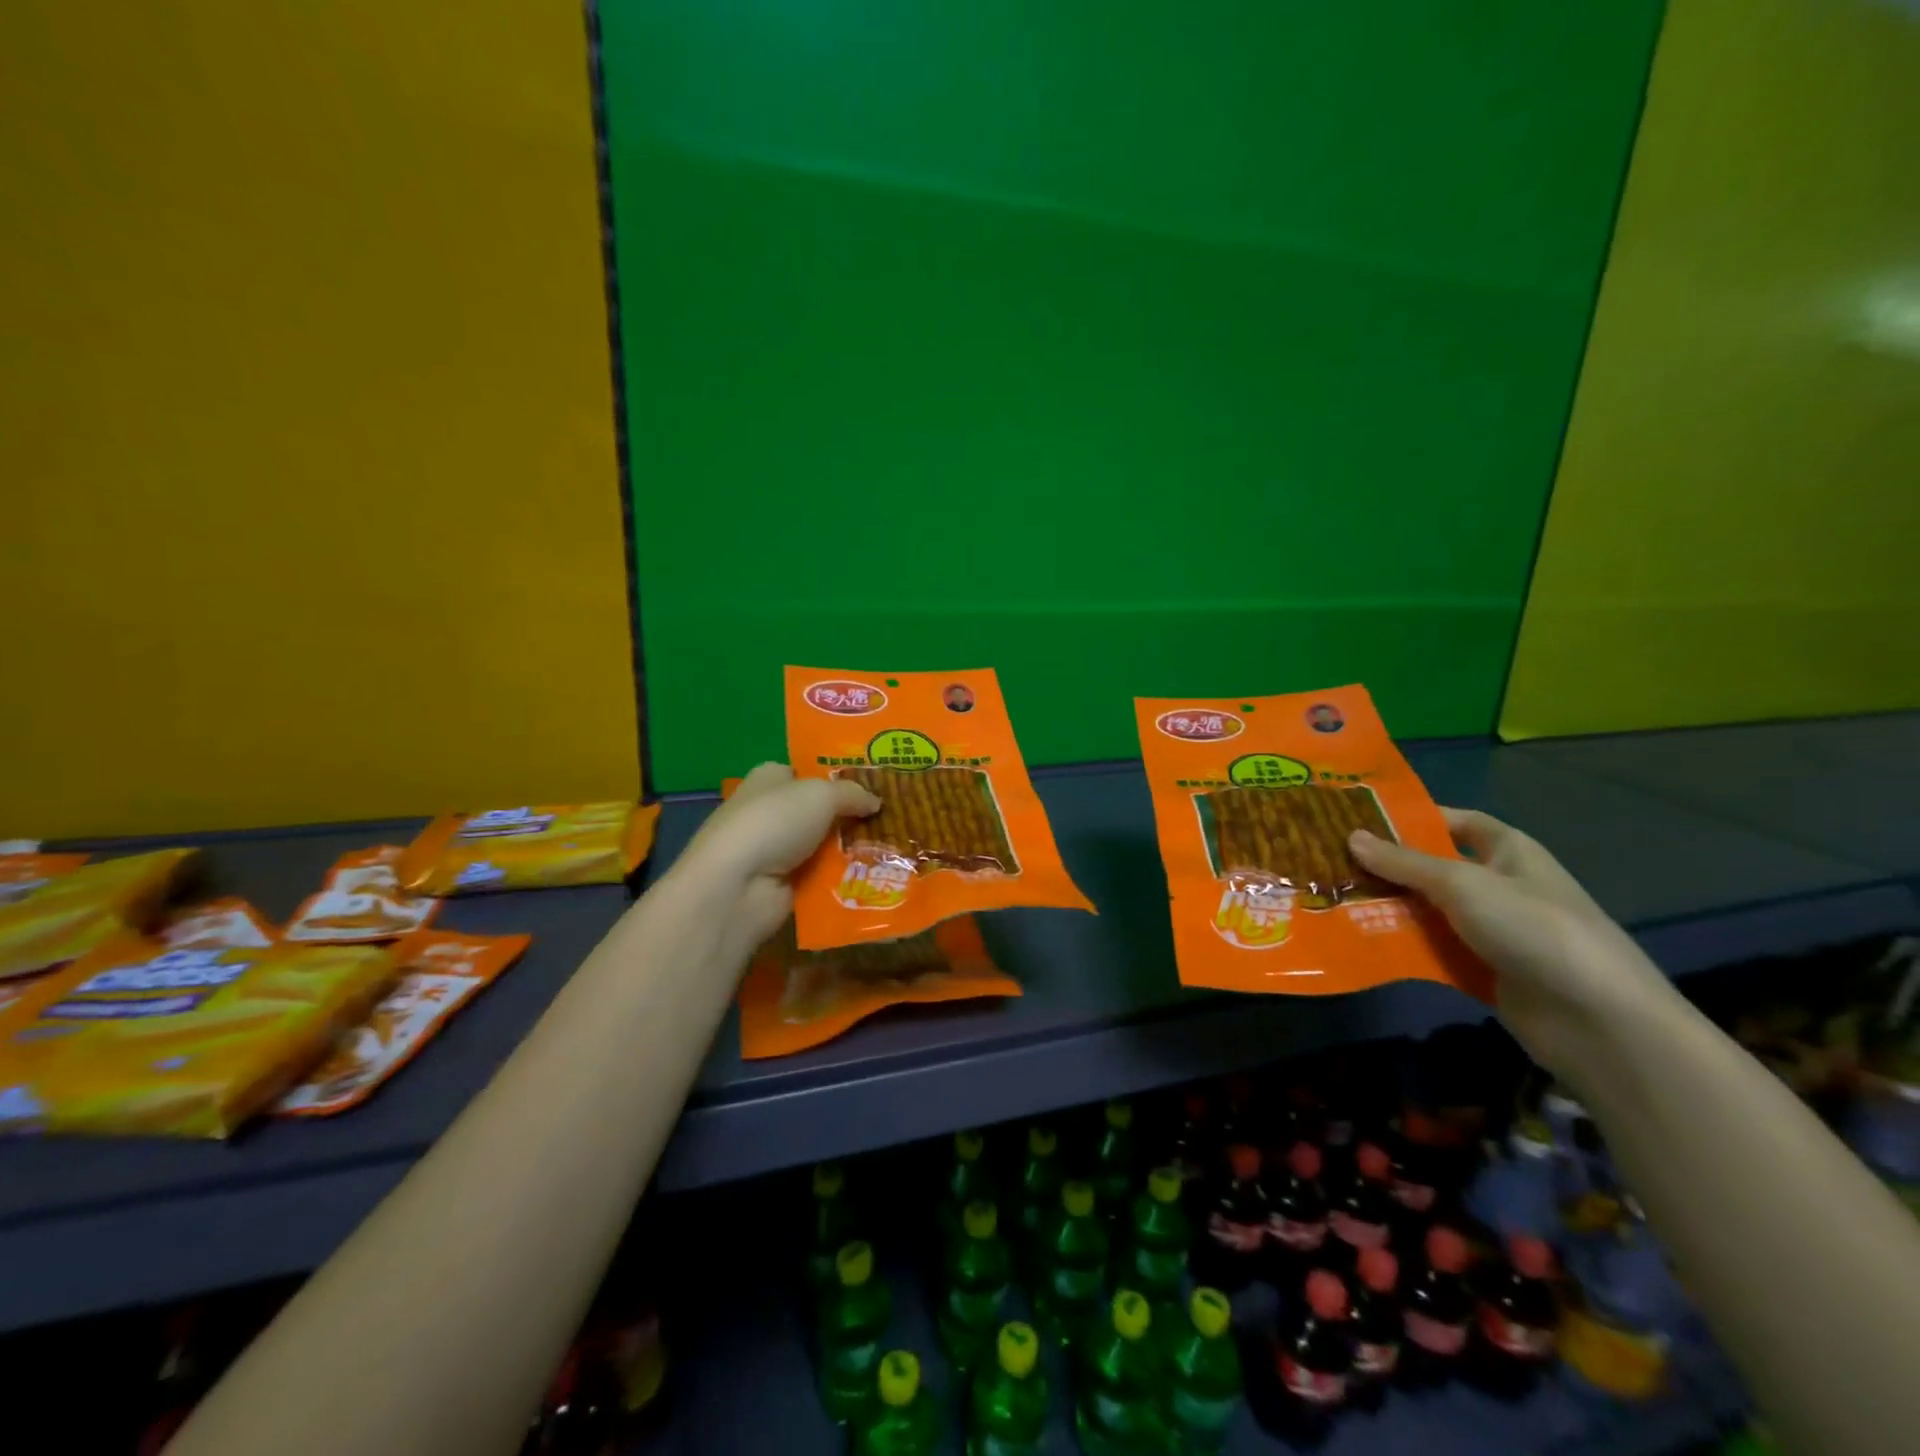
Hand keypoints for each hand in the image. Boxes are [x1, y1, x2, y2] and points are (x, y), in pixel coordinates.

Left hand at [675, 763, 880, 955]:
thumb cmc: (775, 822)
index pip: (805, 772)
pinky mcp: (781, 885)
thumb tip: (876, 802)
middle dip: (851, 816)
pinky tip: (874, 877)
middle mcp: (770, 811)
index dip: (837, 777)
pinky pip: (821, 877)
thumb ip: (853, 794)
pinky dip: (843, 878)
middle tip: (892, 819)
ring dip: (852, 849)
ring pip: (824, 845)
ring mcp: (774, 851)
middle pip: (819, 811)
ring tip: (894, 849)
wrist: (738, 886)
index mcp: (770, 778)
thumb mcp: (822, 794)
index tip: (874, 786)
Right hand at [1349, 808, 1677, 1070]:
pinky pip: (1433, 950)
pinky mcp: (1482, 970)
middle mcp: (1499, 886)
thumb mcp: (1462, 885)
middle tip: (1328, 860)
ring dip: (1388, 908)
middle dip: (1386, 866)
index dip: (1414, 818)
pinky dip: (1402, 946)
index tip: (1361, 819)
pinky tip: (1358, 941)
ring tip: (1330, 898)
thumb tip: (1351, 836)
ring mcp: (1492, 931)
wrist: (1597, 1021)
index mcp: (1508, 852)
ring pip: (1428, 911)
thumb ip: (1403, 863)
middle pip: (1433, 868)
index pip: (1457, 822)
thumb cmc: (1533, 928)